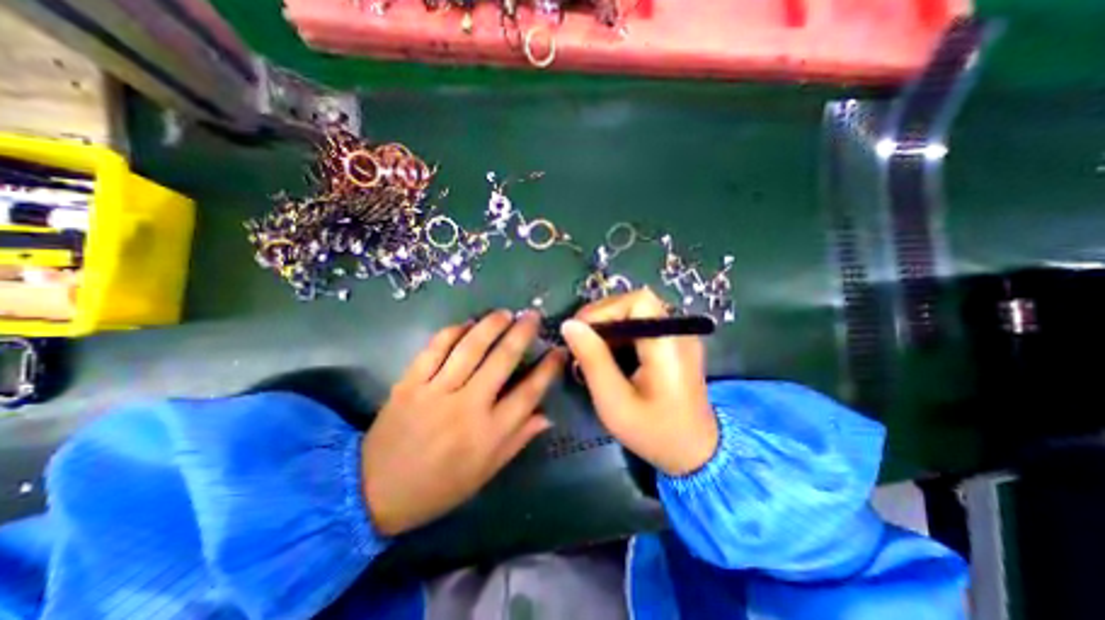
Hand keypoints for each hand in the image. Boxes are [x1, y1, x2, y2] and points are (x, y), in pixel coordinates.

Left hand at [364, 312, 565, 535]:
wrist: (373, 492)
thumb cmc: (438, 487)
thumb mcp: (485, 472)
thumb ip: (517, 440)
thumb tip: (546, 415)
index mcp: (489, 433)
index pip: (529, 393)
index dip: (548, 369)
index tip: (559, 350)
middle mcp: (467, 407)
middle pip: (502, 360)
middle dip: (522, 334)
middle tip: (533, 316)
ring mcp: (436, 392)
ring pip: (470, 348)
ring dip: (490, 325)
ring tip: (504, 313)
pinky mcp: (410, 383)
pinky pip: (434, 349)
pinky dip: (452, 332)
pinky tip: (466, 324)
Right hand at [563, 289, 716, 475]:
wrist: (695, 453)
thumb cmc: (654, 433)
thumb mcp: (614, 402)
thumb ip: (592, 360)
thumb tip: (569, 325)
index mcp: (668, 345)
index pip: (639, 301)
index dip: (606, 309)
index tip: (581, 331)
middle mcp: (678, 332)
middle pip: (636, 303)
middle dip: (603, 318)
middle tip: (580, 342)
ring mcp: (679, 337)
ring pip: (636, 313)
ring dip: (609, 326)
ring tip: (591, 350)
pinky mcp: (674, 344)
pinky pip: (643, 325)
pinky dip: (621, 335)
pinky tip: (610, 355)